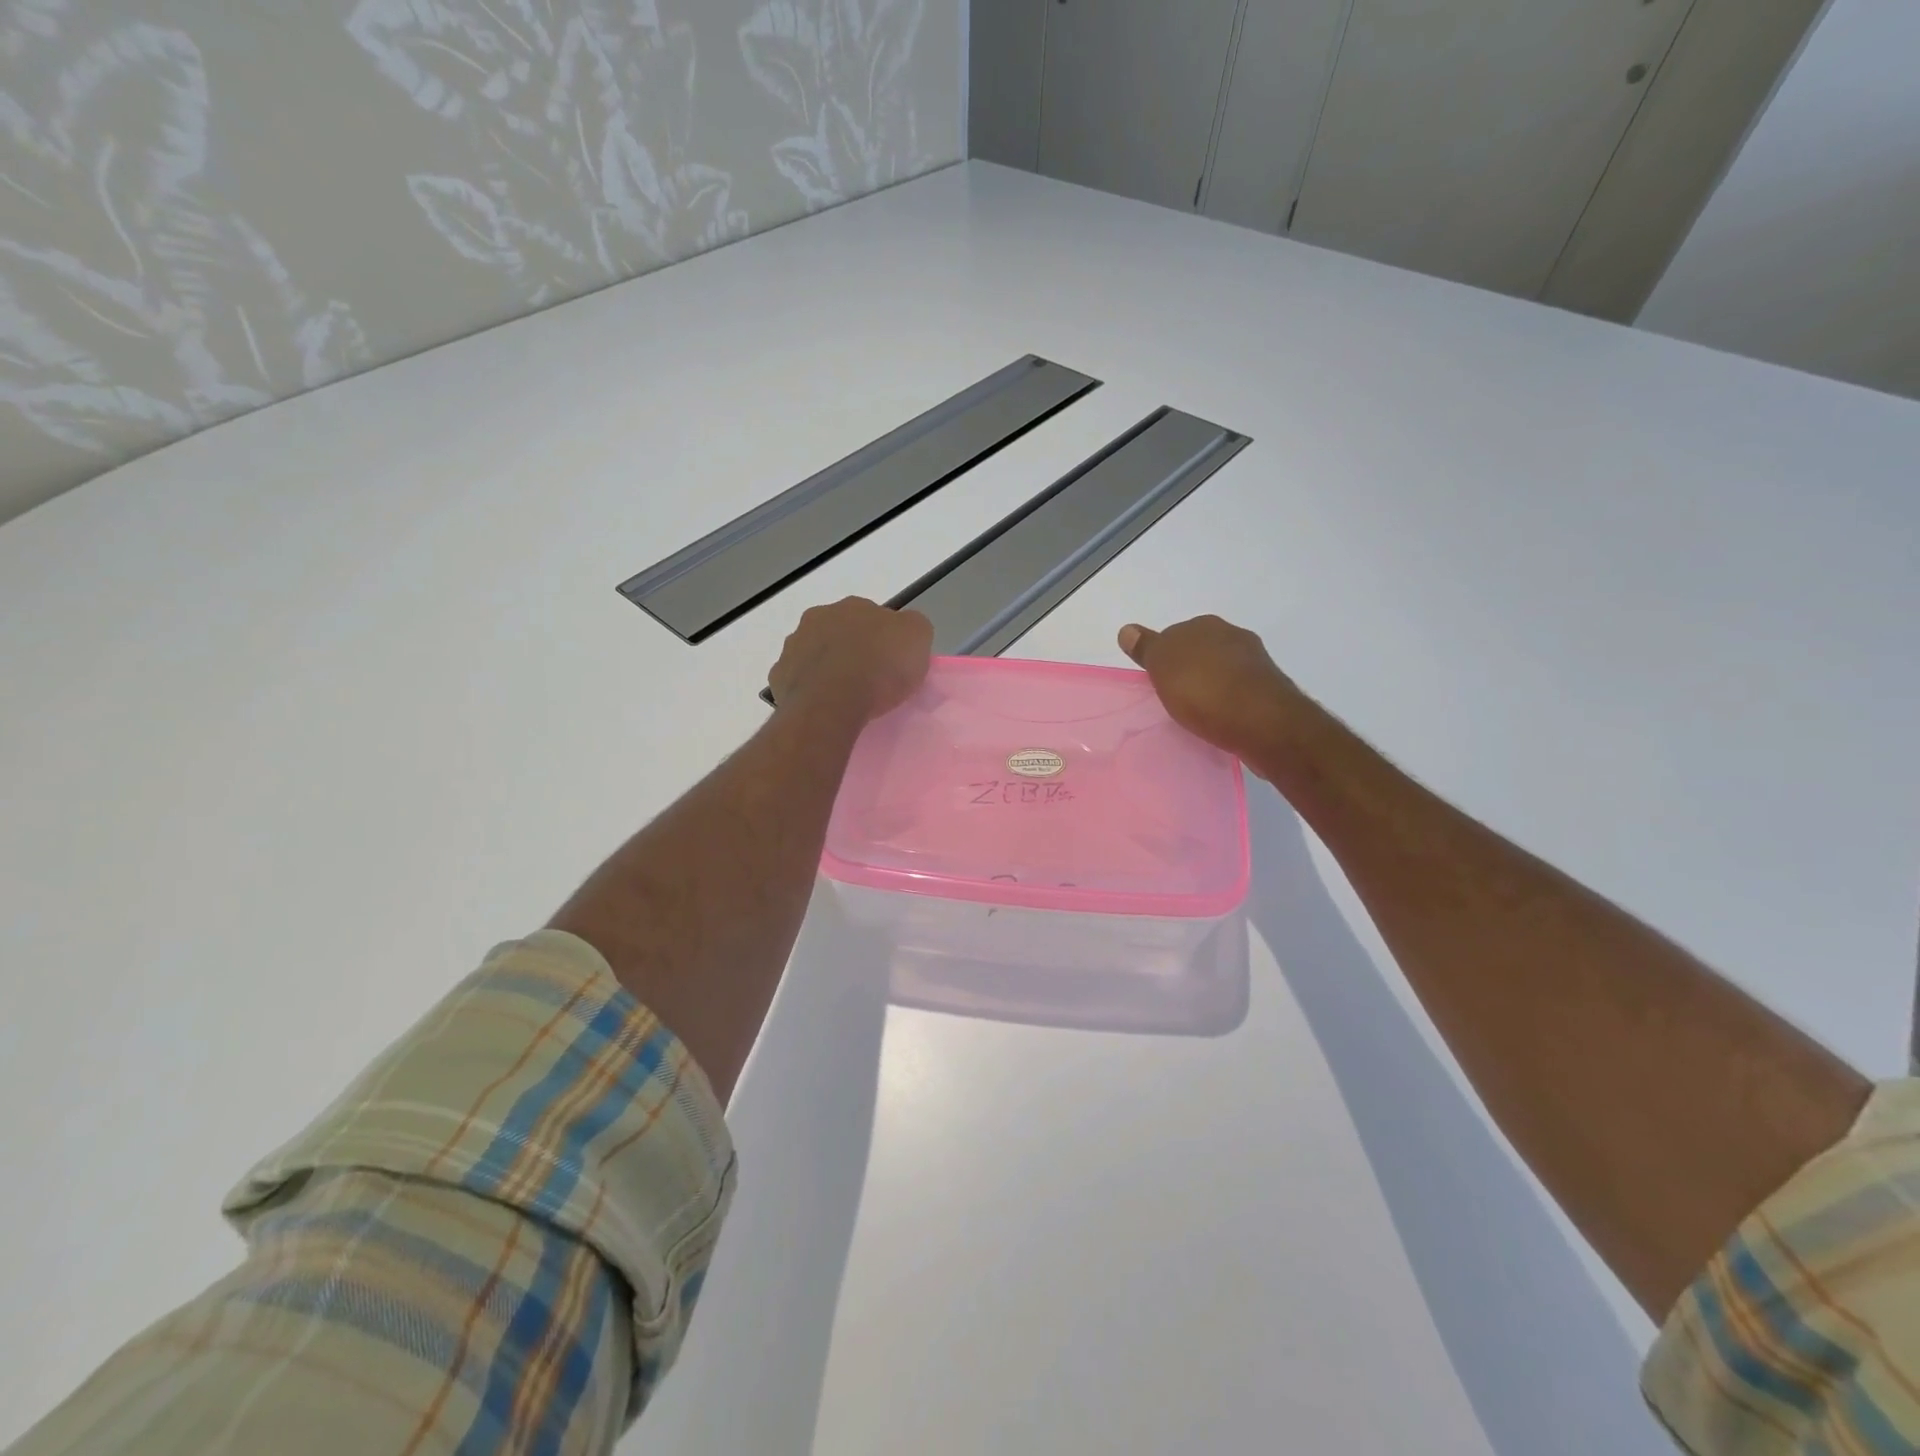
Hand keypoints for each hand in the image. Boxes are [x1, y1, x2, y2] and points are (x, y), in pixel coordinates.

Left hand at [768, 597, 933, 721]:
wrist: (833, 702)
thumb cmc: (880, 667)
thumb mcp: (918, 637)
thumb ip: (911, 627)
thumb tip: (903, 631)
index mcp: (853, 606)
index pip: (872, 616)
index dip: (883, 638)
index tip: (892, 662)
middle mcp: (818, 618)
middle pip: (839, 632)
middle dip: (850, 649)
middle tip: (868, 677)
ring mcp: (793, 647)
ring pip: (814, 654)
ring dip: (827, 668)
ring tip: (844, 696)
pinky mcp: (778, 677)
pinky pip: (797, 681)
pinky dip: (809, 691)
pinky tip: (823, 707)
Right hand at [1118, 614, 1306, 760]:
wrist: (1261, 722)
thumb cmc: (1203, 689)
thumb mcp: (1162, 665)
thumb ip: (1146, 647)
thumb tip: (1127, 629)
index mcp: (1205, 624)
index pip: (1174, 635)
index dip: (1163, 657)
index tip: (1156, 681)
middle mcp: (1232, 635)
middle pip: (1200, 650)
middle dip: (1189, 669)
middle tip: (1174, 697)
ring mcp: (1255, 662)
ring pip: (1222, 670)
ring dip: (1211, 686)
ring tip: (1197, 713)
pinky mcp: (1269, 690)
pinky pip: (1239, 692)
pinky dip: (1229, 702)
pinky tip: (1221, 720)